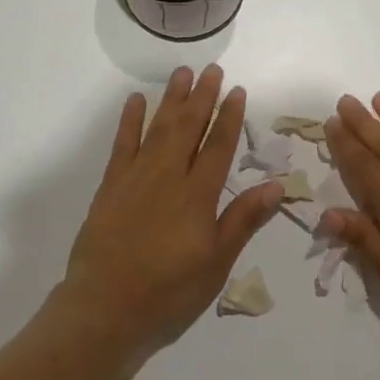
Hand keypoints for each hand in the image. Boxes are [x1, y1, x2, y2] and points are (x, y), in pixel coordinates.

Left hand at [56, 65, 282, 364]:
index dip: (229, 117)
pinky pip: (122, 144)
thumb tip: (276, 185)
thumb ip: (243, 220)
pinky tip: (136, 101)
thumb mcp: (216, 263)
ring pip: (158, 128)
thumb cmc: (168, 292)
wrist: (103, 310)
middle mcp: (168, 177)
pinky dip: (130, 120)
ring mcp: (135, 178)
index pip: (218, 146)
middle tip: (211, 70)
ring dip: (171, 100)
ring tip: (182, 74)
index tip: (236, 91)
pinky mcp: (110, 187)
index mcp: (197, 195)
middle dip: (201, 97)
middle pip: (188, 128)